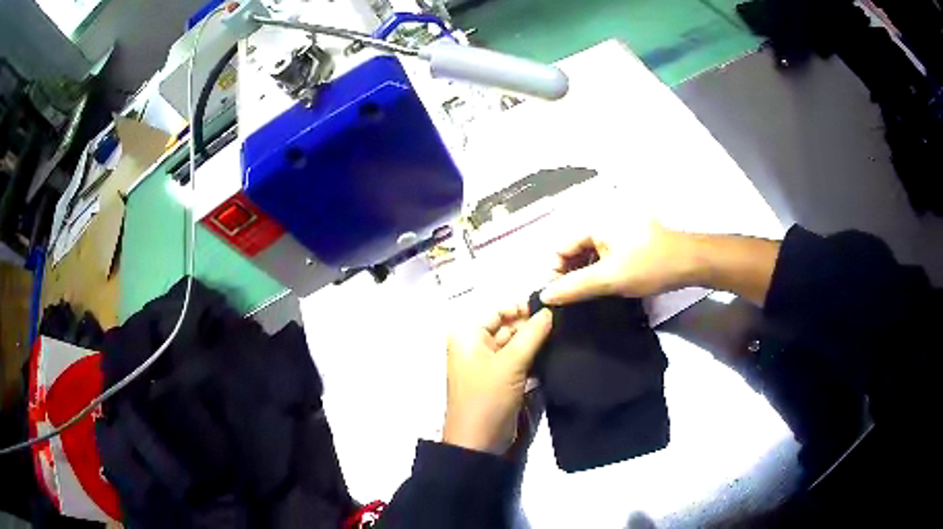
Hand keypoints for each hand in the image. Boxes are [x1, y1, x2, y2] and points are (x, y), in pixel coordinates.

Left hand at [443, 303, 552, 453]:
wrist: (479, 442)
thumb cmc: (488, 397)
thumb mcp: (511, 363)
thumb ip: (532, 333)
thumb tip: (550, 309)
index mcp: (468, 334)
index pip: (499, 309)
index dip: (524, 306)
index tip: (555, 305)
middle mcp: (476, 344)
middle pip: (508, 325)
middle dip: (533, 324)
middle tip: (566, 320)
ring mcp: (488, 363)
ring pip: (516, 343)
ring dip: (537, 341)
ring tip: (566, 333)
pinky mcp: (501, 379)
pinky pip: (519, 360)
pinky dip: (534, 357)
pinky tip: (556, 352)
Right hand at [540, 221, 699, 304]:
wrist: (690, 261)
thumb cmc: (648, 266)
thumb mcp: (609, 278)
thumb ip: (574, 287)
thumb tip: (543, 296)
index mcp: (593, 224)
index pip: (560, 248)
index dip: (555, 273)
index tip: (560, 299)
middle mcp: (602, 223)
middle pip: (574, 250)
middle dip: (570, 275)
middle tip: (575, 301)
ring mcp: (617, 231)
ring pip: (590, 255)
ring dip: (586, 275)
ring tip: (590, 298)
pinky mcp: (630, 241)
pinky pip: (605, 256)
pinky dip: (601, 271)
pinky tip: (607, 288)